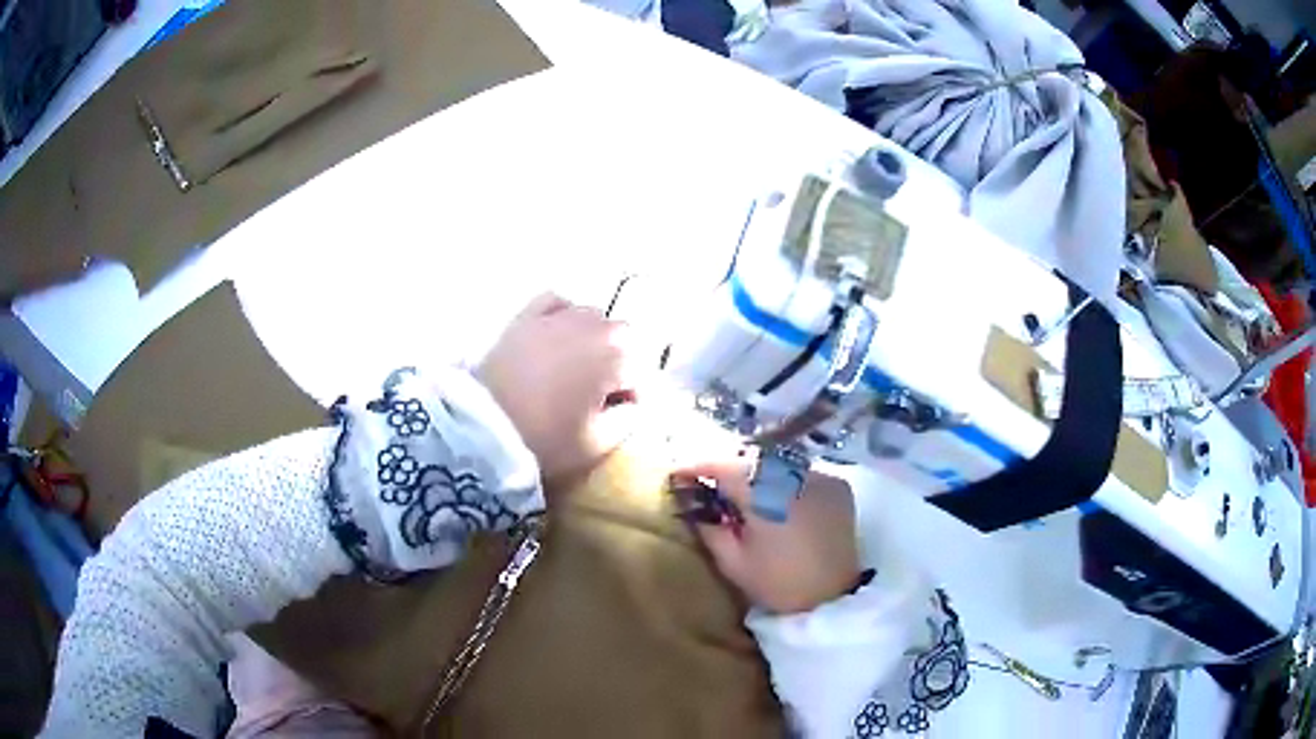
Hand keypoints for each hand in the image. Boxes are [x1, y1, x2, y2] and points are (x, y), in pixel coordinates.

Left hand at [476, 293, 635, 488]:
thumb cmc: (546, 438)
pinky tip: (557, 333)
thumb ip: (629, 420)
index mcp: (617, 356)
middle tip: (597, 395)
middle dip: (617, 364)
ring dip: (592, 339)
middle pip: (622, 339)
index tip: (616, 416)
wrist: (483, 429)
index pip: (641, 372)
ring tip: (574, 369)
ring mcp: (557, 316)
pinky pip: (557, 302)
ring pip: (592, 317)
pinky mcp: (526, 317)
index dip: (632, 397)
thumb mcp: (599, 443)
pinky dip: (563, 314)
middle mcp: (594, 326)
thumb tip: (632, 403)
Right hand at [675, 457, 860, 614]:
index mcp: (766, 495)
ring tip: (744, 493)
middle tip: (709, 485)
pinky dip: (785, 482)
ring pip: (778, 464)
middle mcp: (795, 475)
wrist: (835, 598)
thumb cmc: (780, 584)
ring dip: (758, 473)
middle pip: (752, 461)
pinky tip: (777, 501)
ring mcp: (821, 477)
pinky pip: (802, 474)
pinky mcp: (837, 486)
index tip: (679, 473)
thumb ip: (711, 529)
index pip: (724, 467)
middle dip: (728, 469)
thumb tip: (695, 506)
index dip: (698, 467)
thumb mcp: (734, 563)